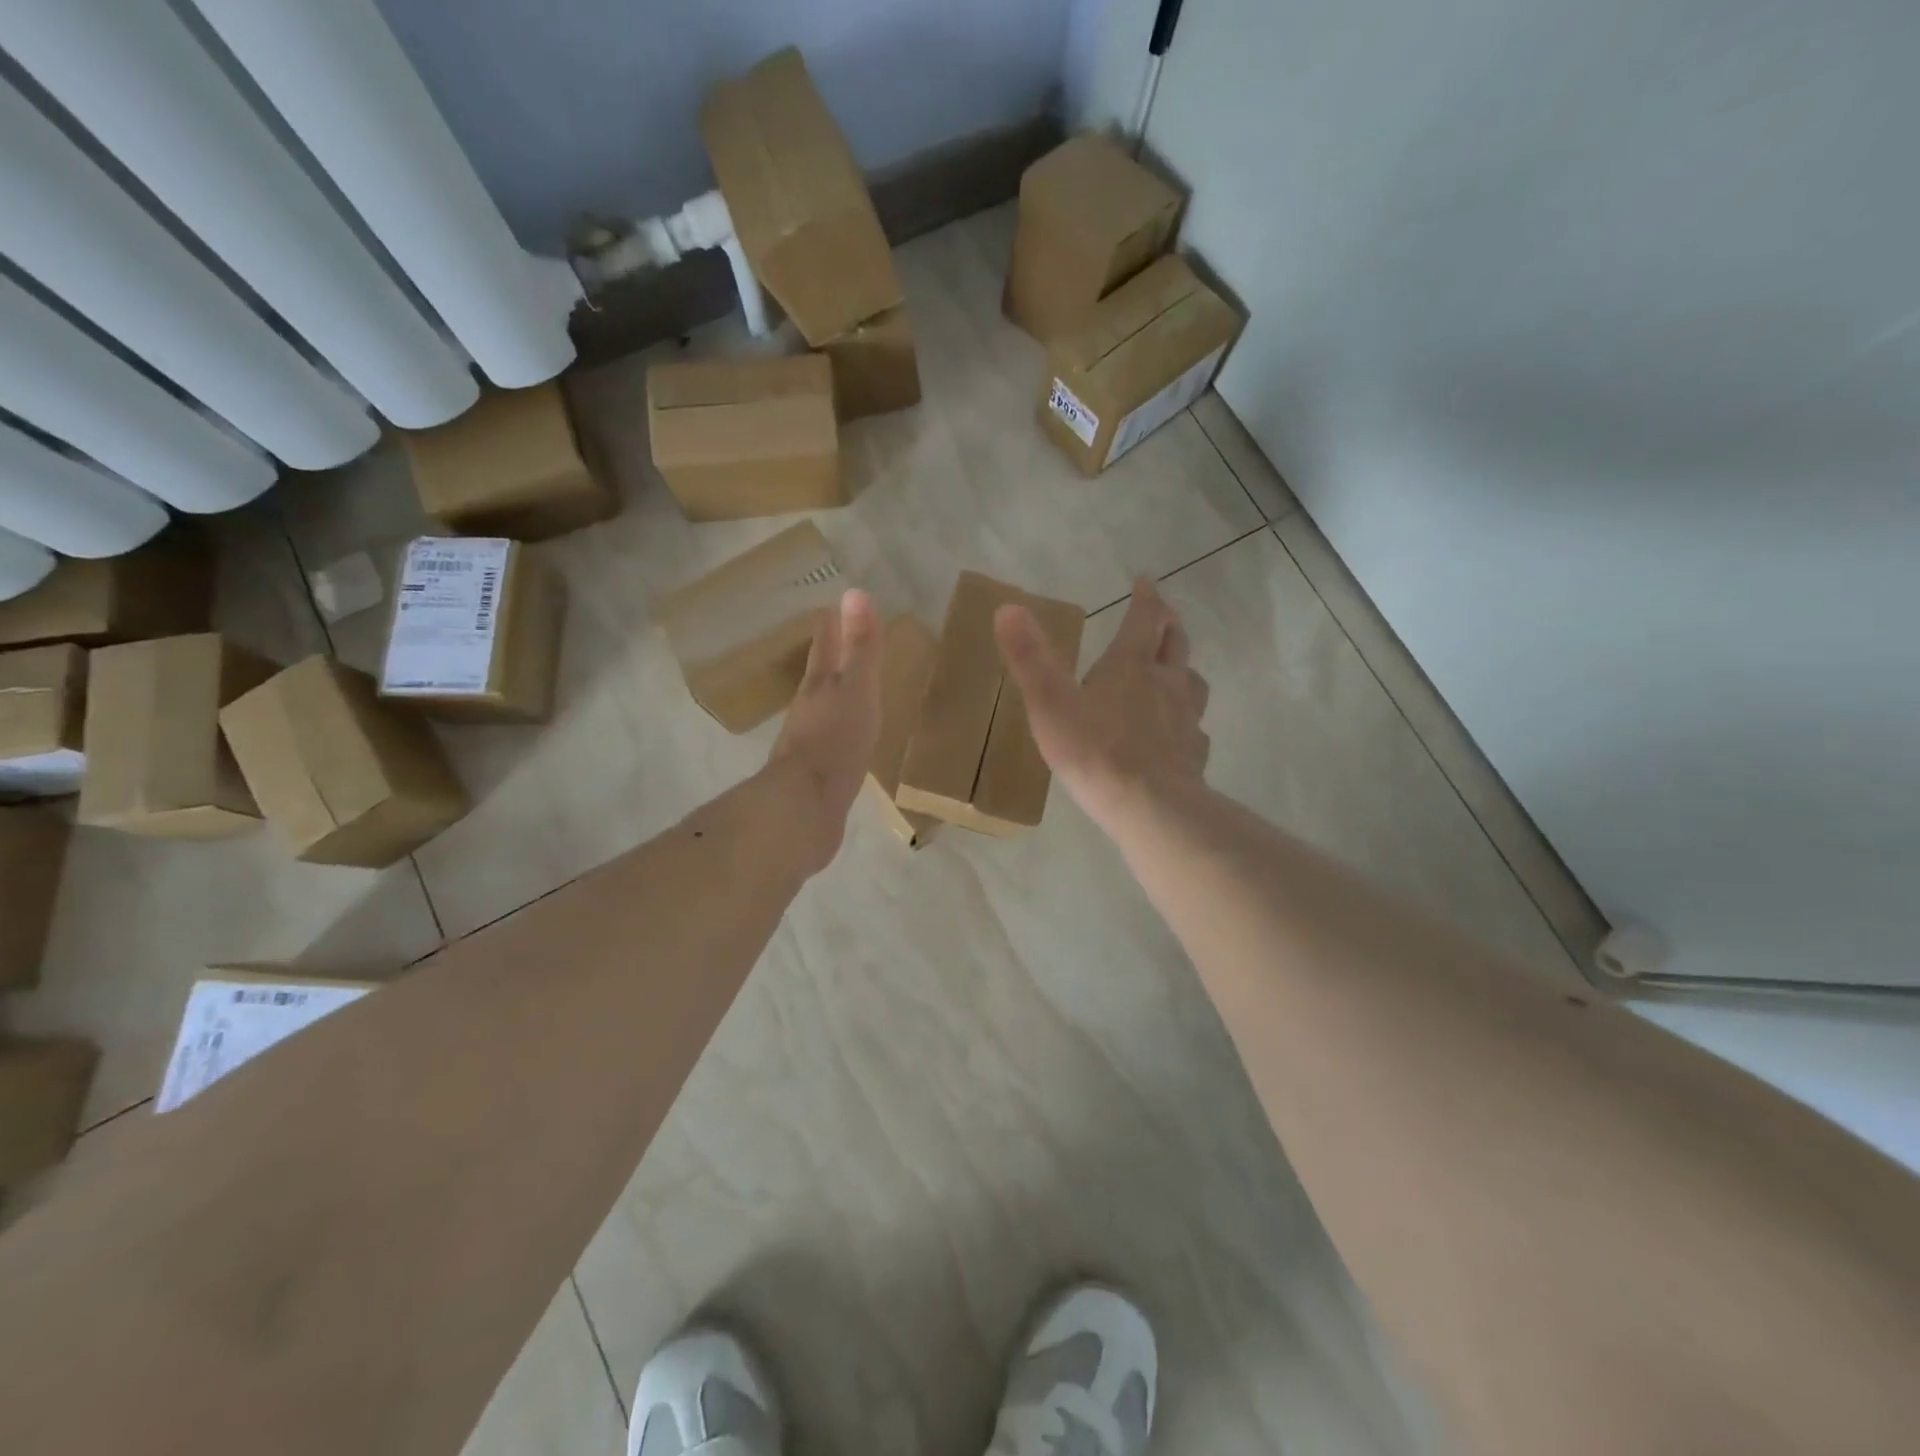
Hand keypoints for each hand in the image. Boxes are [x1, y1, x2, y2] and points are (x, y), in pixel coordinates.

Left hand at [767, 588, 883, 872]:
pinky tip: (848, 743)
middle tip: (837, 643)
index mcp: (818, 688)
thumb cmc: (835, 743)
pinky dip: (840, 735)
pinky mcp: (816, 778)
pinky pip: (831, 746)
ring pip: (822, 712)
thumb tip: (855, 592)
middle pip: (819, 678)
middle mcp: (808, 712)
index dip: (829, 630)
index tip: (829, 609)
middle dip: (828, 660)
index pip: (824, 650)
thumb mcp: (855, 690)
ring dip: (834, 698)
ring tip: (848, 691)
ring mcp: (809, 747)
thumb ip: (860, 648)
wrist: (805, 809)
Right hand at [995, 575, 1209, 835]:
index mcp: (1130, 666)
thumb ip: (1030, 657)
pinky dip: (1187, 721)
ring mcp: (1185, 719)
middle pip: (1175, 644)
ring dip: (1183, 669)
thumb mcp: (1049, 703)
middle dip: (1168, 626)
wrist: (1148, 805)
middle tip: (1164, 617)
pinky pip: (1195, 729)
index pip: (1143, 619)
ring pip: (1193, 682)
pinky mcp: (1194, 753)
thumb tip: (1008, 607)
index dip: (1145, 597)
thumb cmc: (1093, 751)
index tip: (1146, 580)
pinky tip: (1178, 734)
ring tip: (1175, 672)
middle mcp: (1165, 684)